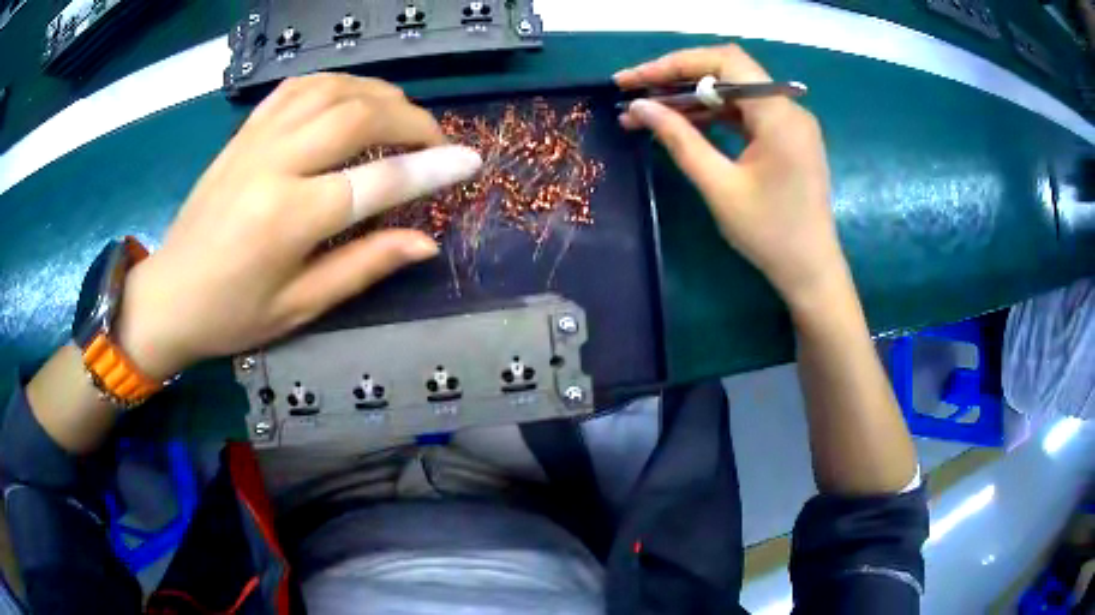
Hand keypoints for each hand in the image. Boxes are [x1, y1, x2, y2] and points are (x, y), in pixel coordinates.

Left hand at [116, 74, 482, 379]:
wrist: (168, 296)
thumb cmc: (231, 315)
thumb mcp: (299, 307)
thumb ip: (364, 266)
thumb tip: (424, 242)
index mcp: (287, 219)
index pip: (377, 180)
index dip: (432, 168)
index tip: (471, 161)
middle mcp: (273, 164)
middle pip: (358, 114)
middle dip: (411, 120)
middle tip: (436, 141)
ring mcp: (255, 140)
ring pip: (332, 88)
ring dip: (378, 93)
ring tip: (401, 116)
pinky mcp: (243, 132)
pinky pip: (297, 87)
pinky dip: (336, 83)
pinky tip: (351, 97)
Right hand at [615, 45, 847, 310]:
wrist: (811, 271)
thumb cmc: (769, 234)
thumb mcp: (719, 186)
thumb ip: (679, 139)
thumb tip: (639, 106)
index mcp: (779, 114)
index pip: (725, 61)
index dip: (675, 63)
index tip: (635, 80)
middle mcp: (788, 108)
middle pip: (729, 71)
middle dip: (679, 77)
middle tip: (635, 91)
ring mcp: (790, 123)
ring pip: (734, 91)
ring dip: (692, 97)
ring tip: (648, 111)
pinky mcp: (787, 138)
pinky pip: (745, 113)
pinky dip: (713, 114)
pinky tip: (683, 123)